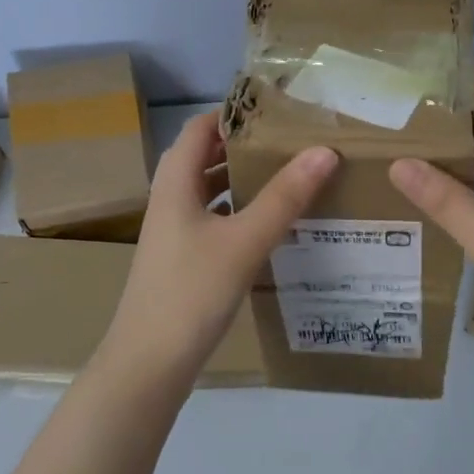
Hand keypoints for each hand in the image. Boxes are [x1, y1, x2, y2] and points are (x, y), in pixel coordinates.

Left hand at [103, 111, 339, 378]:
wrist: (149, 363)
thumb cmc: (192, 292)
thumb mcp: (244, 241)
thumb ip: (284, 197)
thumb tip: (323, 151)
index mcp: (176, 183)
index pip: (201, 128)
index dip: (234, 113)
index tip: (278, 110)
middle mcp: (171, 200)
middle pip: (205, 157)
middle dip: (245, 145)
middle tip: (292, 141)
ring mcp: (175, 231)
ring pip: (210, 190)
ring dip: (242, 179)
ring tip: (288, 174)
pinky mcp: (183, 258)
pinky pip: (214, 219)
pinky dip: (239, 211)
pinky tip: (269, 223)